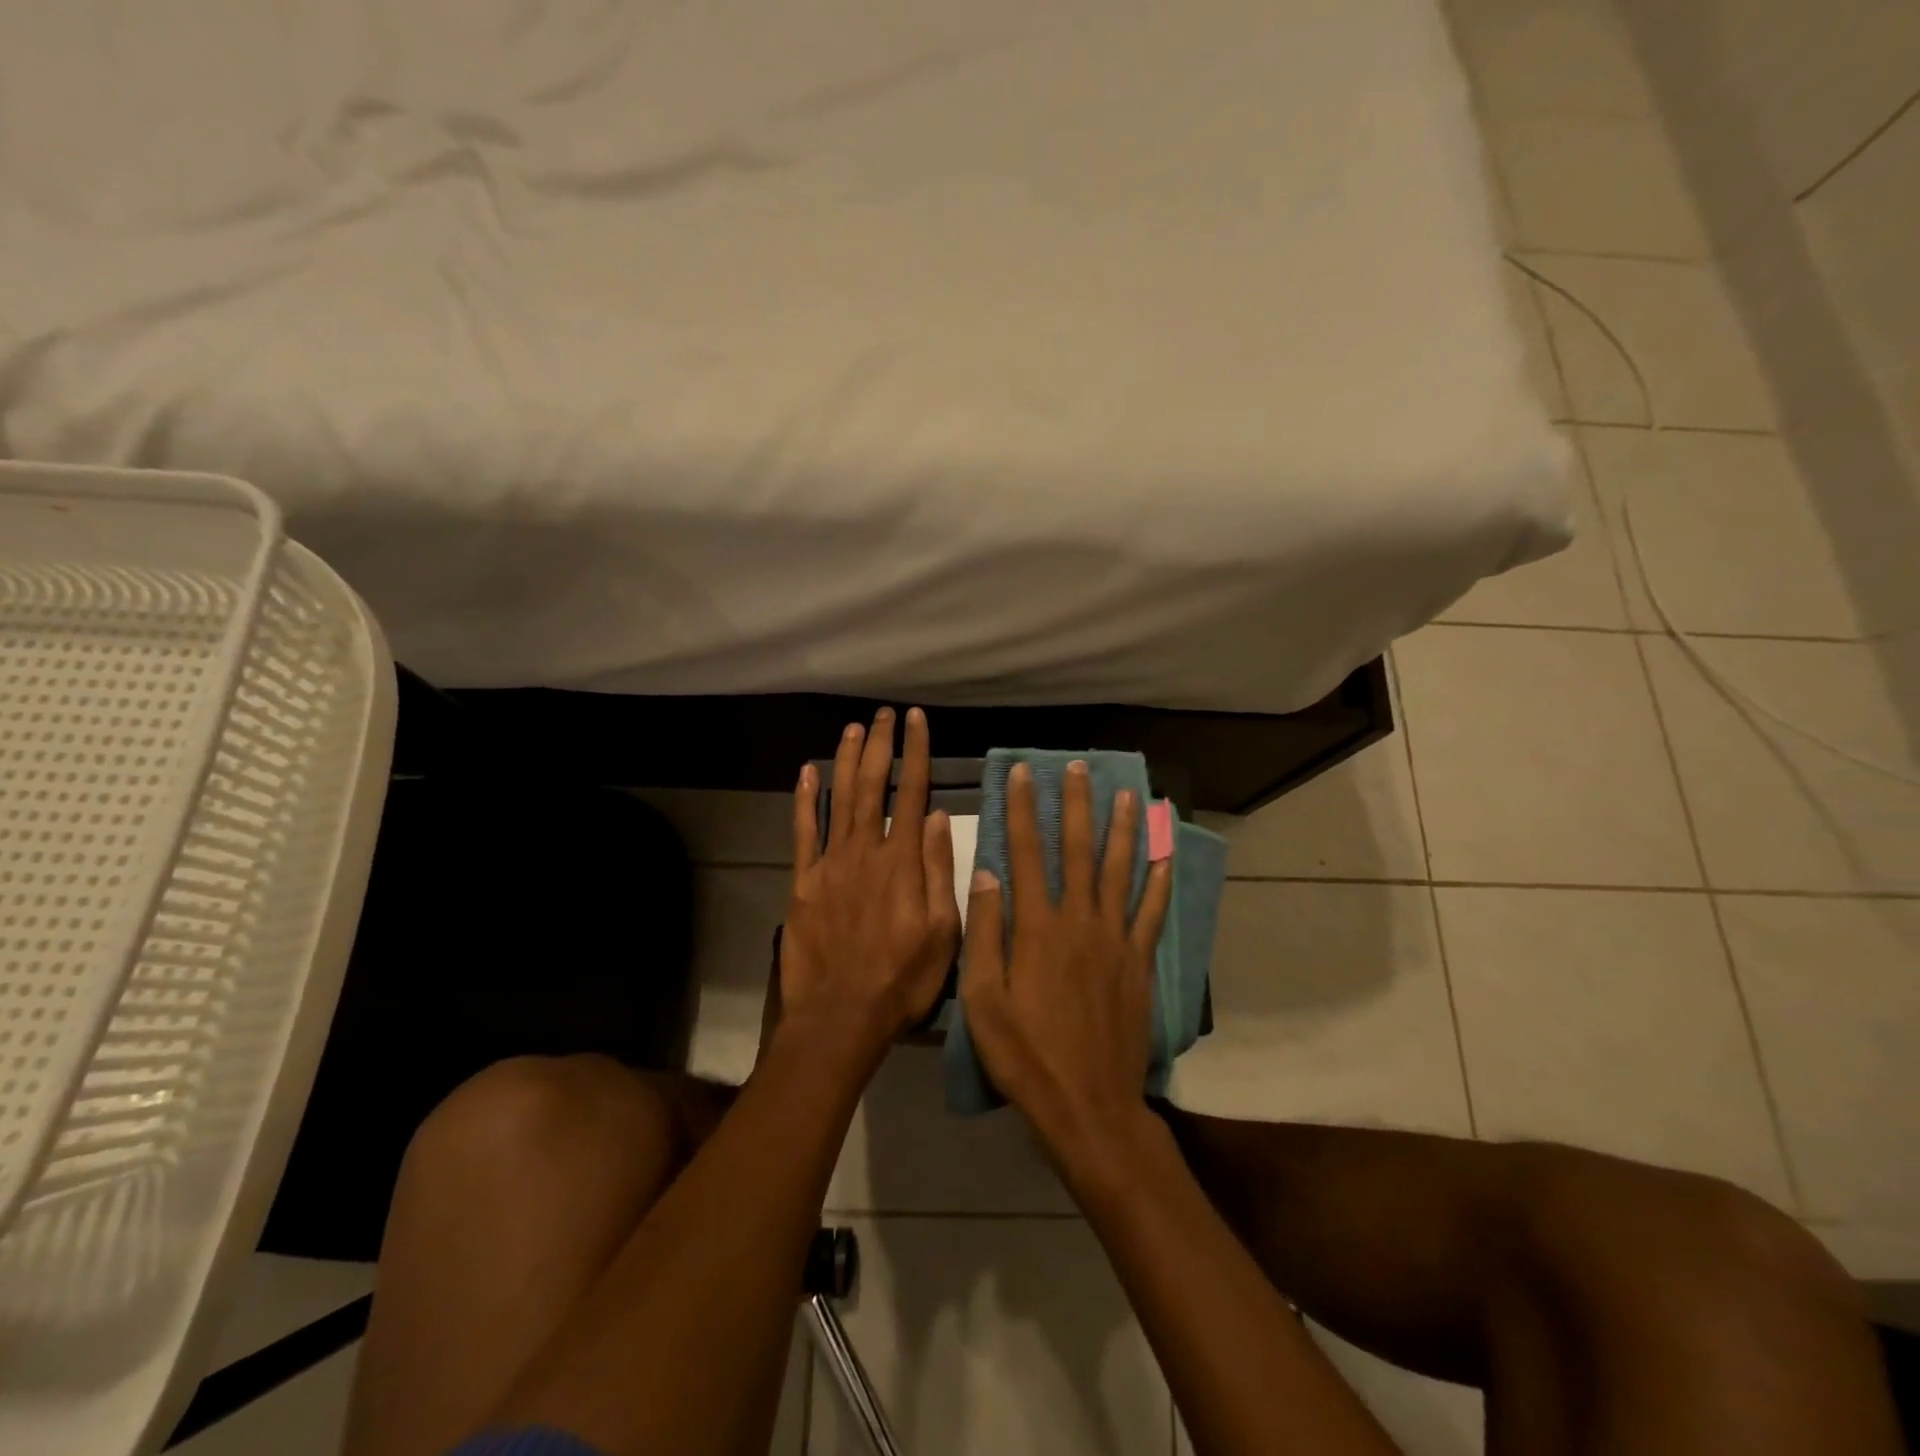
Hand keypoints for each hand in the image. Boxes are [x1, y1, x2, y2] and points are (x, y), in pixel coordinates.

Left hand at [779, 706, 960, 1066]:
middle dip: (880, 745)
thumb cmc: (902, 978)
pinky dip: (805, 799)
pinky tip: (807, 772)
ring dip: (846, 760)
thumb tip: (940, 817)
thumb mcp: (944, 932)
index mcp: (903, 861)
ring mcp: (830, 864)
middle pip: (873, 785)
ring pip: (839, 799)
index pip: (913, 792)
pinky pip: (803, 832)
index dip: (916, 752)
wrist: (841, 1016)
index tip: (916, 720)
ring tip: (853, 728)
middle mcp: (865, 851)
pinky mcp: (803, 882)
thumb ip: (940, 870)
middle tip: (883, 713)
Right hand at [960, 760, 1173, 1176]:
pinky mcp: (1139, 962)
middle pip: (1079, 850)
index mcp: (1038, 927)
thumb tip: (986, 872)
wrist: (1088, 1105)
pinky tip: (1165, 855)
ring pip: (1121, 871)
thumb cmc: (1025, 1054)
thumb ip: (987, 932)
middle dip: (1077, 805)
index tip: (1023, 773)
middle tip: (1078, 767)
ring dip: (1123, 829)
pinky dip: (1160, 881)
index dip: (1024, 809)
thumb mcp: (983, 1000)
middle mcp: (1080, 921)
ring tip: (1127, 794)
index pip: (1027, 852)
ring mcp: (1115, 940)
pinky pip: (1152, 912)